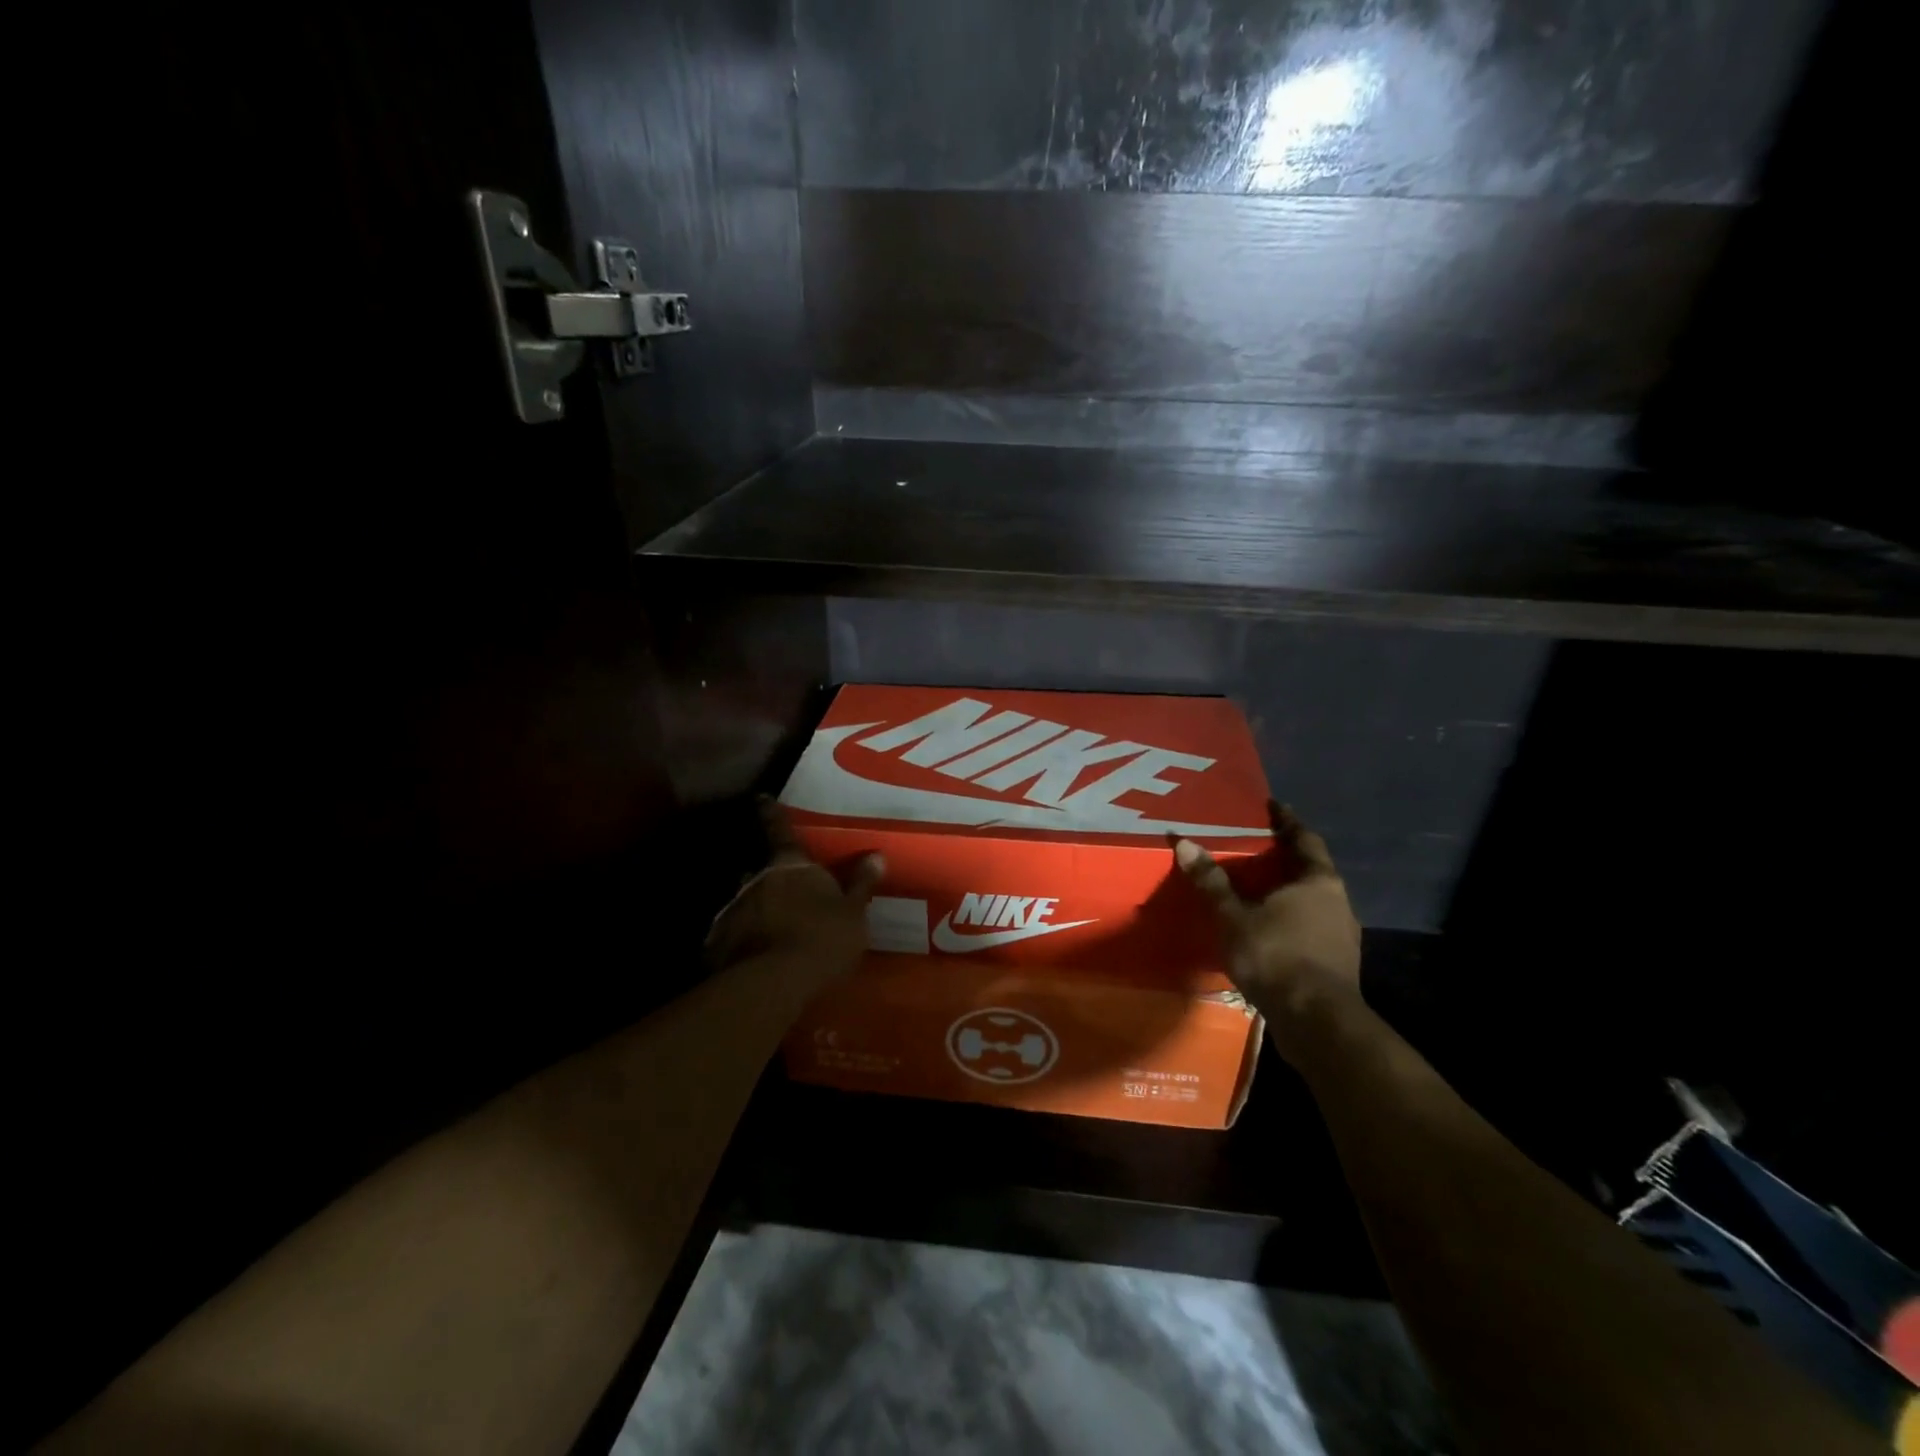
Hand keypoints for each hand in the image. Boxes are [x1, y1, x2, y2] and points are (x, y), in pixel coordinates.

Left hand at [704, 798, 884, 994]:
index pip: (781, 831)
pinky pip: (733, 935)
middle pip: (761, 871)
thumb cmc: (822, 939)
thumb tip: (876, 854)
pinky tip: (754, 960)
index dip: (772, 814)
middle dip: (771, 879)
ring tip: (771, 932)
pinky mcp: (718, 941)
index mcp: (791, 866)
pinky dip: (743, 941)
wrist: (773, 983)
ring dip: (757, 911)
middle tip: (784, 892)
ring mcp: (733, 910)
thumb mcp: (854, 913)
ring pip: (746, 902)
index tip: (761, 798)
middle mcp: (756, 880)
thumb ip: (861, 884)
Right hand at [1172, 803, 1361, 1057]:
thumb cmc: (1276, 956)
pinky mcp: (1336, 963)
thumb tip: (1184, 842)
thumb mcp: (1233, 917)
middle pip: (1310, 870)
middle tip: (1255, 847)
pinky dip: (1290, 920)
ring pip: (1312, 901)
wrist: (1317, 1022)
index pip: (1304, 839)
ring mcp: (1342, 935)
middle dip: (1284, 858)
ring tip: (1257, 889)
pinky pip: (1310, 928)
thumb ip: (1211, 881)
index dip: (1287, 821)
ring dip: (1287, 892)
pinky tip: (1268, 929)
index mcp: (1318, 881)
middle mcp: (1338, 901)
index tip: (1272, 806)